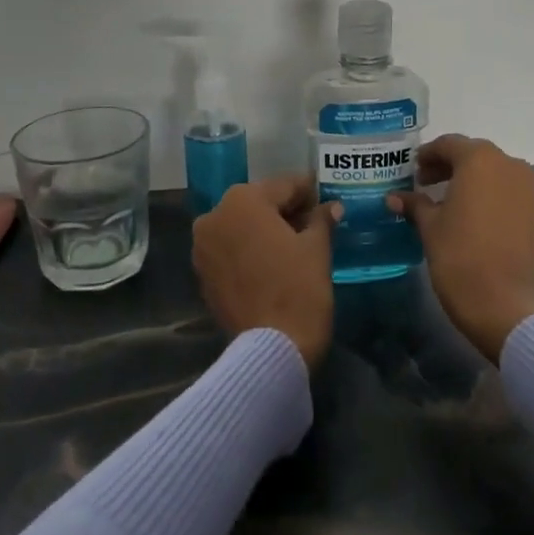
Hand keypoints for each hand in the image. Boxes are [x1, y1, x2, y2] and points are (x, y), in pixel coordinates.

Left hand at [192, 174, 338, 368]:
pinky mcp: (203, 274)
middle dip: (286, 211)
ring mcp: (203, 247)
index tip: (326, 197)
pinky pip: (231, 250)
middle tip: (315, 221)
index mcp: (242, 200)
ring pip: (242, 226)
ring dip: (266, 230)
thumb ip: (321, 219)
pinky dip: (250, 250)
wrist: (271, 348)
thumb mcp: (317, 248)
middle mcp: (214, 216)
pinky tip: (274, 262)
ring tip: (296, 243)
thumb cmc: (298, 288)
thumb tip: (331, 207)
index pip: (284, 186)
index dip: (309, 192)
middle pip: (259, 204)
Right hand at [388, 135, 533, 362]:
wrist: (506, 304)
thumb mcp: (430, 227)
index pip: (449, 144)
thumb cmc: (460, 257)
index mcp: (479, 160)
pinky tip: (468, 215)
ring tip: (444, 201)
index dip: (427, 155)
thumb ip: (414, 204)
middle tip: (424, 183)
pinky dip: (486, 194)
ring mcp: (526, 188)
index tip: (412, 170)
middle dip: (448, 165)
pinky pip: (505, 190)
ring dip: (468, 179)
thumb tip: (395, 197)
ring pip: (492, 172)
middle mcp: (507, 165)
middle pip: (473, 155)